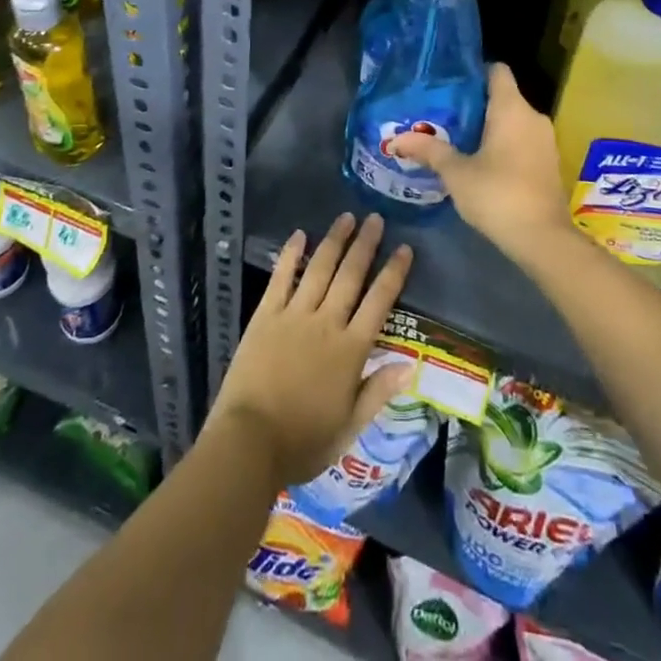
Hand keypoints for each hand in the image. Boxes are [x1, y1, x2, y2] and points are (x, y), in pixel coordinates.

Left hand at [209, 213, 414, 488]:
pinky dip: (290, 254)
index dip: (394, 273)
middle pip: (351, 275)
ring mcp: (294, 315)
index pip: (379, 302)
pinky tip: (299, 234)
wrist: (250, 442)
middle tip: (375, 218)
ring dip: (334, 241)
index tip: (405, 248)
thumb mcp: (350, 427)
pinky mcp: (266, 315)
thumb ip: (378, 391)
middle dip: (365, 244)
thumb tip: (410, 363)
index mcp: (350, 350)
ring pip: (319, 268)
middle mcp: (326, 323)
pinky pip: (281, 277)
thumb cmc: (303, 441)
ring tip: (346, 217)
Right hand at [390, 63, 578, 268]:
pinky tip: (481, 161)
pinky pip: (523, 140)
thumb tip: (397, 139)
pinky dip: (504, 144)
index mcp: (512, 108)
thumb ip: (429, 150)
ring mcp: (546, 141)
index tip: (449, 84)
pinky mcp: (549, 163)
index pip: (497, 70)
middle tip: (443, 113)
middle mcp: (533, 117)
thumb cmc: (497, 194)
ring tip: (457, 137)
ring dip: (489, 127)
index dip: (474, 72)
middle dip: (475, 104)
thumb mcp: (456, 173)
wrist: (543, 240)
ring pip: (513, 120)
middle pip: (503, 96)